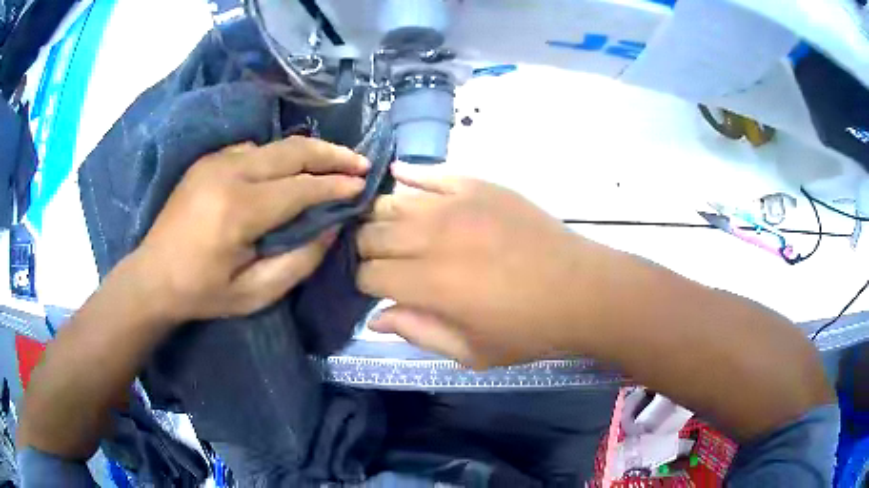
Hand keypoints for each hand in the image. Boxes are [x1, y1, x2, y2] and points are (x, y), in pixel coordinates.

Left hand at [130, 136, 367, 322]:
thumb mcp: (255, 293)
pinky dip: (279, 157)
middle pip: (292, 151)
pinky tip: (288, 171)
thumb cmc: (203, 292)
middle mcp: (228, 173)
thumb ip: (299, 260)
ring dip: (307, 152)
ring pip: (274, 145)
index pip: (301, 187)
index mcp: (239, 210)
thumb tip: (331, 226)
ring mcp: (215, 161)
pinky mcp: (208, 160)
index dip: (336, 185)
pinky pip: (253, 149)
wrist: (153, 276)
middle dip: (331, 154)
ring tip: (333, 163)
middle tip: (360, 162)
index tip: (363, 185)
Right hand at [357, 163, 599, 368]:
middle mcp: (431, 237)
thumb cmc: (528, 330)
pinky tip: (398, 177)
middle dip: (366, 251)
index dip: (365, 284)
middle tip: (382, 262)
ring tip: (388, 230)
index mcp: (428, 284)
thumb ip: (418, 333)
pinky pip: (431, 172)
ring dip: (380, 219)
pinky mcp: (477, 185)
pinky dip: (409, 175)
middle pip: (371, 235)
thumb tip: (376, 318)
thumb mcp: (471, 352)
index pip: (368, 275)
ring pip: (391, 202)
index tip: (376, 290)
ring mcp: (455, 204)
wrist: (581, 290)